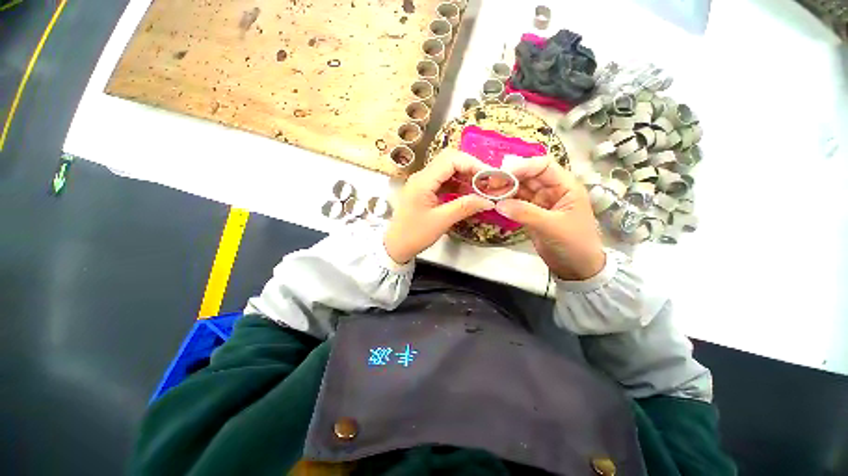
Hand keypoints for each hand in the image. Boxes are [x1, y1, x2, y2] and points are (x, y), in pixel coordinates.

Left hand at [384, 150, 494, 263]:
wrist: (396, 246)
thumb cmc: (415, 234)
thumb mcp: (441, 221)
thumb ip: (465, 207)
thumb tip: (489, 200)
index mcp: (423, 181)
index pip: (451, 160)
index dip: (472, 164)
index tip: (489, 176)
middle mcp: (422, 176)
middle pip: (449, 160)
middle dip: (470, 167)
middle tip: (487, 180)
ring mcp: (422, 183)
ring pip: (447, 170)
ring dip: (465, 176)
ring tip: (481, 187)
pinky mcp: (425, 190)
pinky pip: (444, 181)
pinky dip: (457, 185)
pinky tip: (468, 193)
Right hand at [495, 157, 605, 280]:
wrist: (576, 267)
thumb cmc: (574, 244)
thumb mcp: (552, 227)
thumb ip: (526, 213)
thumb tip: (498, 203)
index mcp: (565, 186)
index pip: (543, 166)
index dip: (523, 166)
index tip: (503, 173)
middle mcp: (551, 190)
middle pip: (528, 176)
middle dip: (509, 177)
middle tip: (489, 184)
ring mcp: (540, 202)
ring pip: (520, 189)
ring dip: (504, 189)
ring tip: (487, 193)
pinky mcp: (531, 213)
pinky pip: (515, 203)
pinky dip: (505, 202)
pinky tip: (494, 202)